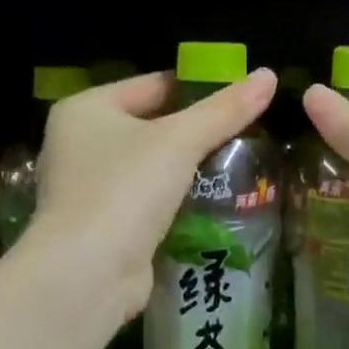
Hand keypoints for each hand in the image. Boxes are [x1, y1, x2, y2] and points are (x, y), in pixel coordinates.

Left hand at [29, 69, 277, 321]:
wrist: (87, 274)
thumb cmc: (126, 188)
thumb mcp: (181, 140)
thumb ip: (226, 109)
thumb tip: (269, 75)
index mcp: (85, 109)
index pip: (152, 85)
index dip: (198, 89)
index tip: (240, 97)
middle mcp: (78, 143)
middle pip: (151, 125)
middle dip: (195, 133)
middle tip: (247, 134)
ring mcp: (86, 188)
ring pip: (150, 167)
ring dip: (187, 170)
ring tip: (239, 165)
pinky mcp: (100, 226)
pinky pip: (146, 201)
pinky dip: (175, 201)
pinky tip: (213, 202)